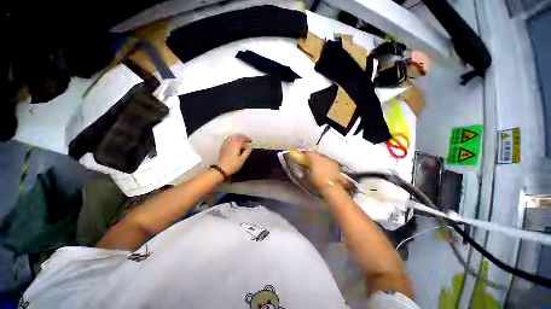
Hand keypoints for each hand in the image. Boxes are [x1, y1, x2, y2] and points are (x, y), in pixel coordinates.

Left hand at [218, 134, 252, 175]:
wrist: (221, 169)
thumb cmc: (233, 165)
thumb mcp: (242, 159)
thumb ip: (247, 151)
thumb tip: (250, 146)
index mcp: (236, 145)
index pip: (242, 138)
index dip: (247, 138)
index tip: (251, 141)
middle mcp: (230, 143)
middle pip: (237, 136)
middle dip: (242, 136)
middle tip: (247, 140)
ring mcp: (225, 144)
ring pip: (232, 137)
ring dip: (237, 137)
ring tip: (241, 140)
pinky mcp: (222, 147)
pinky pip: (227, 139)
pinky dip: (232, 139)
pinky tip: (233, 142)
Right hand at [303, 151, 347, 190]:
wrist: (332, 187)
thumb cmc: (317, 181)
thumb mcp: (308, 176)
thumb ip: (306, 171)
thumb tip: (306, 169)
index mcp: (315, 159)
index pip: (309, 153)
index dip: (306, 154)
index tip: (303, 155)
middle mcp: (324, 158)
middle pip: (318, 156)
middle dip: (314, 158)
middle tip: (311, 163)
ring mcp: (331, 162)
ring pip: (324, 160)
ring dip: (322, 162)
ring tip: (319, 168)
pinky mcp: (337, 167)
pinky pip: (330, 165)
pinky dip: (327, 167)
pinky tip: (326, 172)